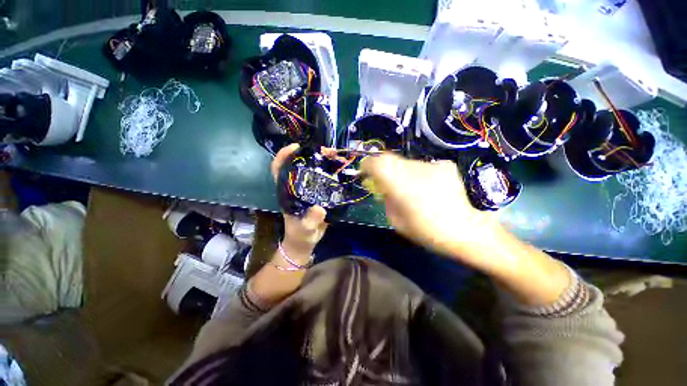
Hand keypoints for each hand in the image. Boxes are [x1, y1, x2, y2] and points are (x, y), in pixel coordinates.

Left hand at [271, 144, 327, 256]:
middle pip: (300, 165)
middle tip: (327, 151)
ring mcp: (309, 189)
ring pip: (314, 170)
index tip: (296, 147)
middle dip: (312, 154)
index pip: (279, 169)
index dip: (284, 155)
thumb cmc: (300, 235)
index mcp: (287, 192)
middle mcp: (297, 187)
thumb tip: (320, 209)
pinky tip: (341, 169)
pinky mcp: (319, 194)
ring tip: (337, 157)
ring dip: (325, 161)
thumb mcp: (304, 229)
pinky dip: (332, 172)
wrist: (306, 242)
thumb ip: (311, 220)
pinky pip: (325, 179)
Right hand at [361, 154, 498, 264]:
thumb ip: (386, 201)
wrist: (467, 230)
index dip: (367, 164)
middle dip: (382, 167)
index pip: (378, 163)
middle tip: (383, 181)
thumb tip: (384, 189)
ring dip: (401, 172)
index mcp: (402, 186)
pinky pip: (423, 166)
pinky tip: (427, 187)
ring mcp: (432, 166)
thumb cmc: (427, 231)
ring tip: (409, 188)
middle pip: (390, 158)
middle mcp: (415, 170)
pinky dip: (418, 174)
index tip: (363, 171)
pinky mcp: (445, 166)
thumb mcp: (397, 222)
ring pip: (406, 162)